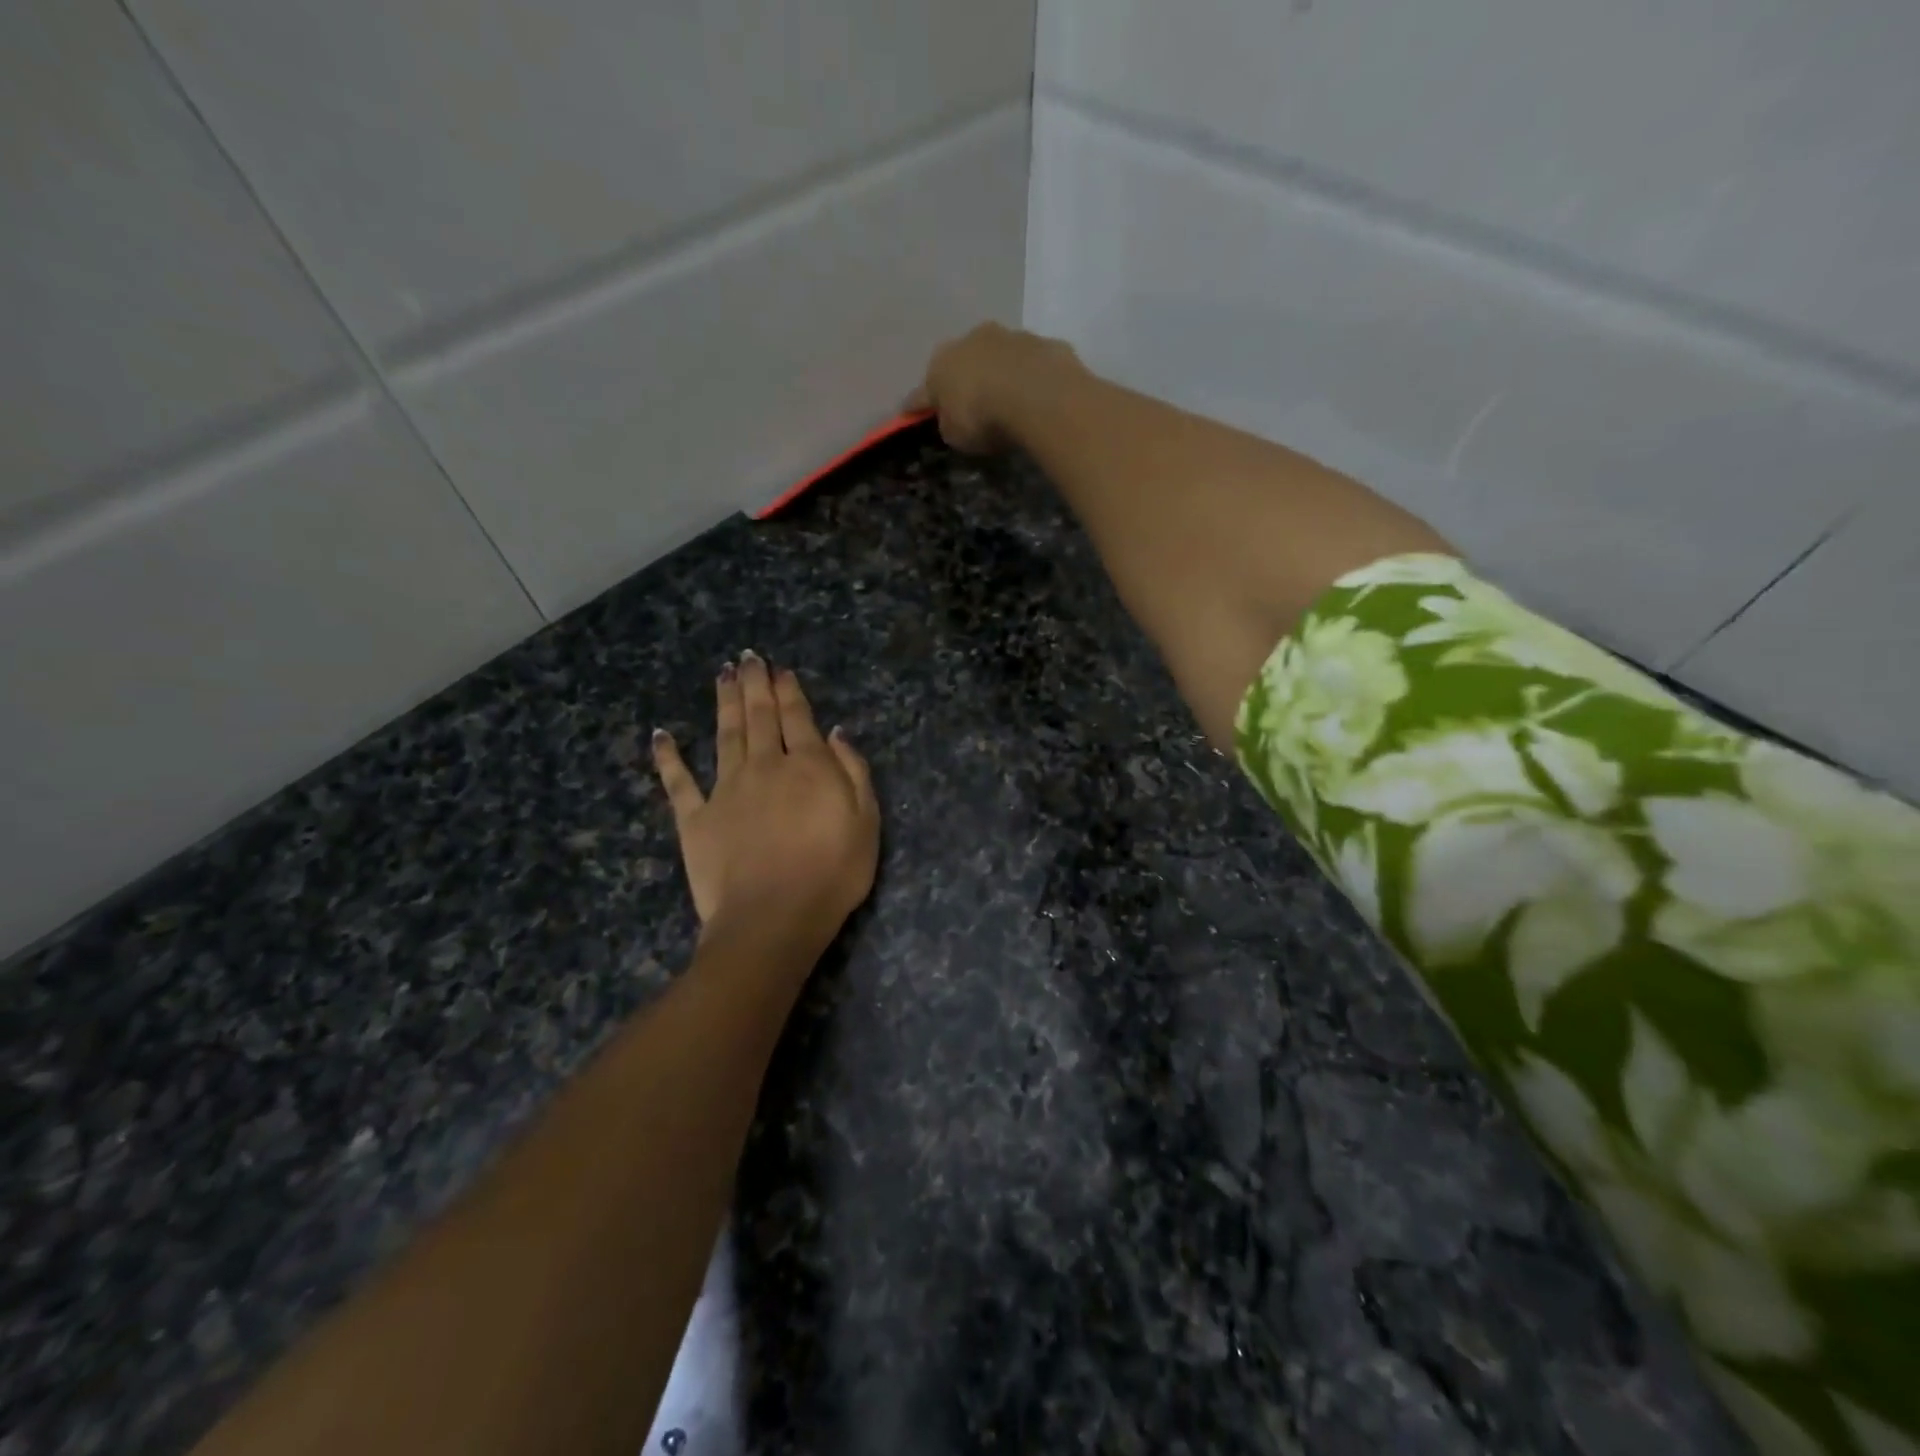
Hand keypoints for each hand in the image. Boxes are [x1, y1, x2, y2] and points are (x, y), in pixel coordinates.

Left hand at [651, 653, 878, 947]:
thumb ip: (854, 772)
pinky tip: (661, 735)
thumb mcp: (866, 822)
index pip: (797, 717)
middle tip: (748, 657)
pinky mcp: (695, 818)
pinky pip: (678, 782)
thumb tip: (835, 733)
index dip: (789, 690)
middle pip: (758, 717)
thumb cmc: (831, 874)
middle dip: (755, 684)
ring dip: (724, 703)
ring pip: (724, 735)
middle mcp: (763, 766)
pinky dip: (668, 757)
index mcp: (806, 766)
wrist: (772, 919)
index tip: (780, 669)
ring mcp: (725, 790)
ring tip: (722, 675)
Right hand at [907, 323, 1082, 453]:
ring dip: (1001, 373)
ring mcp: (1010, 336)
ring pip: (999, 356)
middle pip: (963, 363)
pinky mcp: (1043, 343)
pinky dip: (1032, 376)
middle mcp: (972, 340)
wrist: (1037, 394)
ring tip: (1010, 399)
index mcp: (940, 364)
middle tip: (972, 403)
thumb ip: (949, 423)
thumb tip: (953, 417)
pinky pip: (1032, 363)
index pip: (923, 391)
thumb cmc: (982, 417)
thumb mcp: (955, 435)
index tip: (912, 413)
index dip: (918, 405)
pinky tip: (1038, 396)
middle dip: (964, 379)